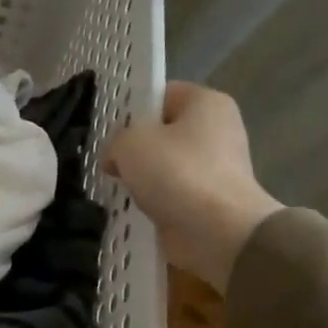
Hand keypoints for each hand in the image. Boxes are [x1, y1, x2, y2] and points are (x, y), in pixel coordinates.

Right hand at [103, 82, 283, 289]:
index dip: (132, 110)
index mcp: (206, 102)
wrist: (218, 233)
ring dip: (142, 179)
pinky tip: (134, 210)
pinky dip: (154, 203)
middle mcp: (217, 130)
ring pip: (165, 166)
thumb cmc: (177, 174)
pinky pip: (171, 194)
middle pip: (162, 132)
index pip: (161, 94)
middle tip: (109, 162)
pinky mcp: (209, 200)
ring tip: (117, 188)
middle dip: (134, 148)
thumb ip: (115, 141)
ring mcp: (216, 168)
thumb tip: (115, 158)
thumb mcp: (131, 143)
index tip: (109, 132)